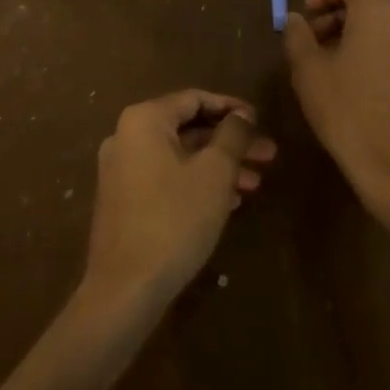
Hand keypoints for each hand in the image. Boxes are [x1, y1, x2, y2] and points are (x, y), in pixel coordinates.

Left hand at [84, 90, 276, 307]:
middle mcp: (127, 136)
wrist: (124, 291)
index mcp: (144, 120)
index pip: (195, 99)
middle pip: (189, 129)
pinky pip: (166, 177)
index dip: (232, 108)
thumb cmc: (174, 219)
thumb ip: (232, 135)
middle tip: (267, 155)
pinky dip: (196, 182)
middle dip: (231, 142)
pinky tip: (229, 201)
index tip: (260, 121)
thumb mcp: (215, 172)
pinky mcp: (123, 201)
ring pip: (180, 156)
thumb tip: (241, 115)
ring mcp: (121, 170)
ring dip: (218, 165)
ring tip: (256, 183)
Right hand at [283, 0, 389, 229]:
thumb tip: (295, 19)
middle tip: (309, 41)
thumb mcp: (309, 70)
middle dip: (335, 18)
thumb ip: (297, 36)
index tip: (304, 15)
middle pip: (368, 5)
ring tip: (326, 64)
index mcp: (380, 9)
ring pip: (382, 28)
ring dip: (353, 36)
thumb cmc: (347, 109)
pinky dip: (372, 53)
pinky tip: (351, 82)